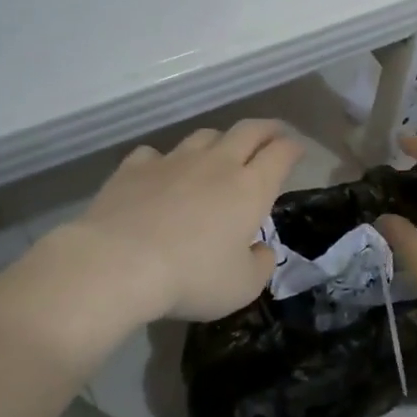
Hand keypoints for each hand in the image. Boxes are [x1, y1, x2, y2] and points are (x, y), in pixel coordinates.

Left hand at [53, 119, 303, 323]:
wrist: (118, 263)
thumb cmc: (192, 277)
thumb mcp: (242, 287)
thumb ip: (260, 264)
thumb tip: (260, 249)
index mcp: (250, 188)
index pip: (281, 153)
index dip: (293, 148)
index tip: (297, 150)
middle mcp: (216, 163)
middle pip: (248, 131)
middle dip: (266, 130)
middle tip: (272, 135)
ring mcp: (173, 160)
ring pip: (204, 136)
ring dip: (219, 141)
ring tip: (220, 153)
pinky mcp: (134, 167)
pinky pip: (156, 154)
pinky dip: (166, 161)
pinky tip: (161, 173)